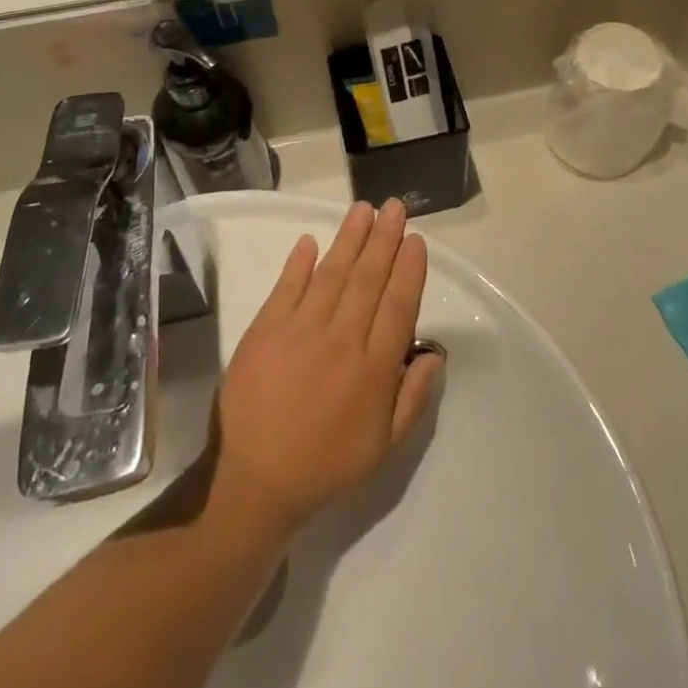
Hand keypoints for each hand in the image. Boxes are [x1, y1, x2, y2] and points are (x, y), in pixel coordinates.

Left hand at [213, 201, 444, 536]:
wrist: (253, 481)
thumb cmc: (325, 464)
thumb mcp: (384, 446)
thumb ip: (413, 398)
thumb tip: (434, 353)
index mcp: (374, 368)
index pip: (399, 305)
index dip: (409, 269)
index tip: (415, 240)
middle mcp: (342, 340)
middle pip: (369, 278)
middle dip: (384, 239)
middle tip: (395, 206)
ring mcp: (301, 330)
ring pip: (333, 273)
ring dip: (350, 238)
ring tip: (363, 209)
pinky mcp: (266, 330)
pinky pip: (288, 287)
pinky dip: (300, 262)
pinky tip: (311, 240)